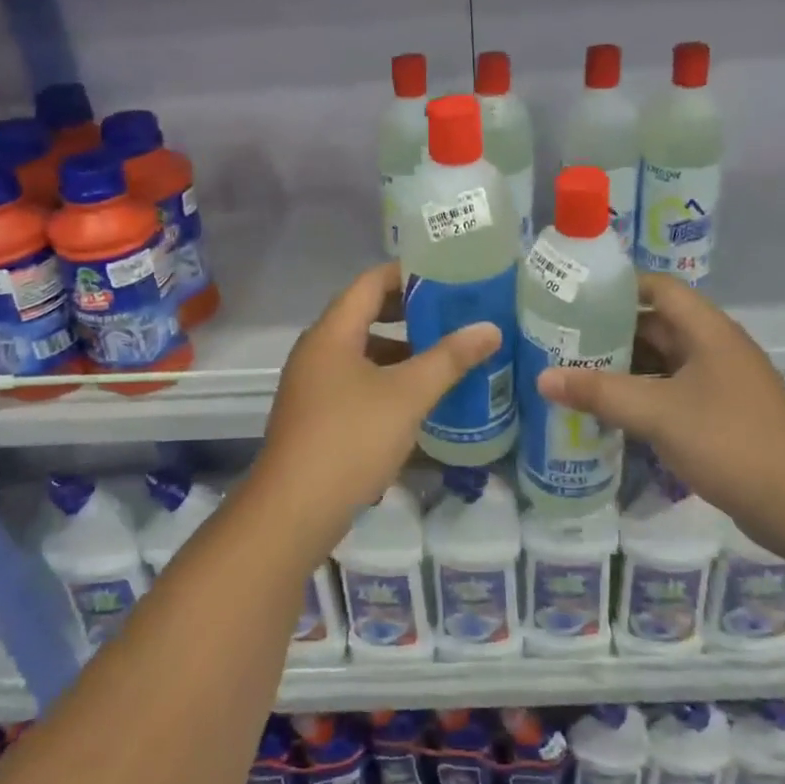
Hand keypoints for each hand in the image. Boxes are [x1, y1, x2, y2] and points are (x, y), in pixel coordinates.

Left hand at [256, 263, 500, 537]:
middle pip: (365, 315)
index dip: (407, 273)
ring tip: (444, 354)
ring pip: (363, 352)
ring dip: (401, 350)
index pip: (370, 282)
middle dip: (409, 312)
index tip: (447, 273)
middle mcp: (317, 351)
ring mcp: (313, 385)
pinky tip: (418, 398)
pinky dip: (387, 380)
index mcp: (332, 333)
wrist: (294, 510)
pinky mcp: (317, 416)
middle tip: (453, 312)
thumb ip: (449, 358)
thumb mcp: (408, 395)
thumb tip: (490, 328)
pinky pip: (357, 382)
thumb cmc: (351, 439)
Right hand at [536, 272, 784, 536]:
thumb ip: (599, 393)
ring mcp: (721, 383)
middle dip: (610, 332)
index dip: (617, 287)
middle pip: (657, 325)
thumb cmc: (731, 442)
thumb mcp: (658, 414)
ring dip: (624, 367)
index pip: (658, 288)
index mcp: (707, 330)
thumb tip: (542, 377)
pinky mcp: (722, 416)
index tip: (574, 298)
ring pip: (663, 362)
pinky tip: (610, 411)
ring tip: (575, 374)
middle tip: (561, 341)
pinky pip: (673, 392)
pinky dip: (642, 395)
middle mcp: (715, 348)